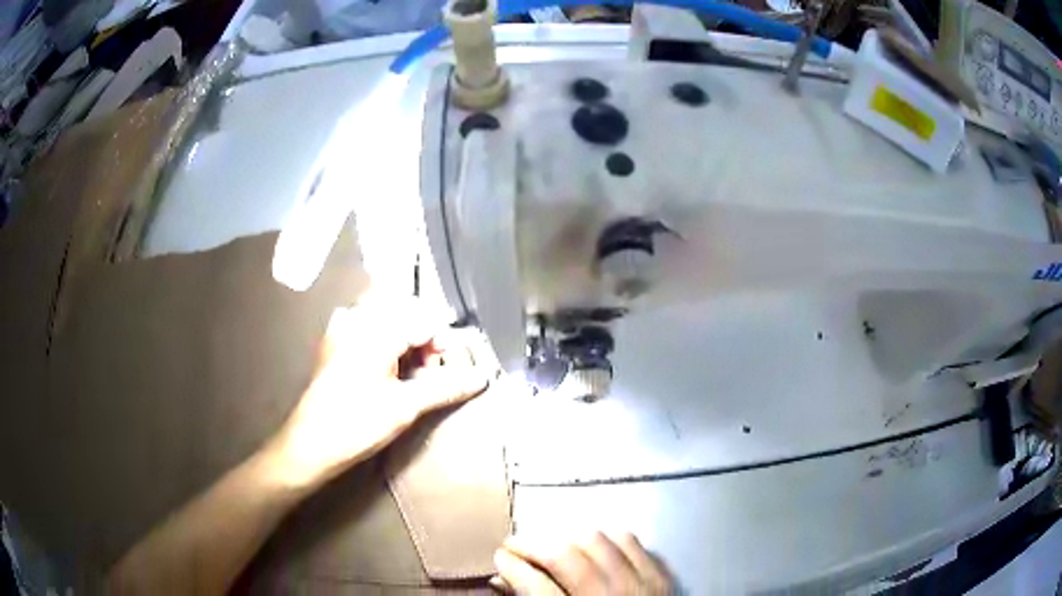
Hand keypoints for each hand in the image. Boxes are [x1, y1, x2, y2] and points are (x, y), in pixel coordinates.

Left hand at [265, 294, 488, 488]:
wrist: (309, 444)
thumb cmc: (356, 424)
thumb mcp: (406, 406)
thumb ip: (446, 386)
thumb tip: (482, 377)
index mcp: (375, 328)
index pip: (424, 319)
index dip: (446, 342)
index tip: (458, 367)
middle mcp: (357, 318)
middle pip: (407, 312)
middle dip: (428, 338)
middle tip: (436, 370)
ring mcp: (342, 328)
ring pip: (388, 319)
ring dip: (409, 340)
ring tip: (417, 373)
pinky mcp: (335, 342)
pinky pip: (370, 329)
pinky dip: (390, 343)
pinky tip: (394, 370)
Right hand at [493, 532, 672, 594]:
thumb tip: (501, 581)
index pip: (536, 585)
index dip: (512, 567)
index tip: (499, 558)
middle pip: (564, 555)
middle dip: (532, 545)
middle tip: (515, 546)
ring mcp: (641, 584)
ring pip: (596, 540)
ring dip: (566, 539)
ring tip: (550, 546)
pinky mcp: (660, 576)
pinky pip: (630, 541)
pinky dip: (605, 539)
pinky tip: (591, 547)